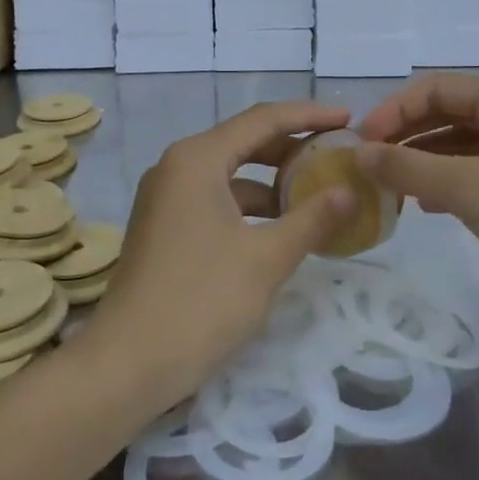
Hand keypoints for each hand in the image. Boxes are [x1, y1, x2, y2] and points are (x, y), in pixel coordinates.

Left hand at [77, 100, 355, 409]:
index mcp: (197, 158)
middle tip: (337, 154)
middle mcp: (177, 166)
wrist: (128, 363)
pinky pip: (216, 200)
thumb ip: (312, 218)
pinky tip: (280, 229)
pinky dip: (250, 207)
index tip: (348, 118)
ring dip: (273, 181)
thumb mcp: (266, 258)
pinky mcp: (165, 226)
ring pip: (230, 173)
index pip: (263, 120)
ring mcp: (166, 197)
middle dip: (293, 147)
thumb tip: (350, 191)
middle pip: (245, 141)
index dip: (309, 116)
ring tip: (318, 195)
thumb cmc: (201, 300)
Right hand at [356, 73, 478, 338]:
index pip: (435, 88)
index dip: (393, 111)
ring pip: (462, 145)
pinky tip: (426, 206)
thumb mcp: (470, 189)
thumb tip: (357, 154)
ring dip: (423, 161)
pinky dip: (448, 183)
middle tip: (368, 166)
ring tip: (389, 187)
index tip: (360, 144)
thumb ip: (408, 168)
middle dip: (406, 135)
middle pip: (448, 112)